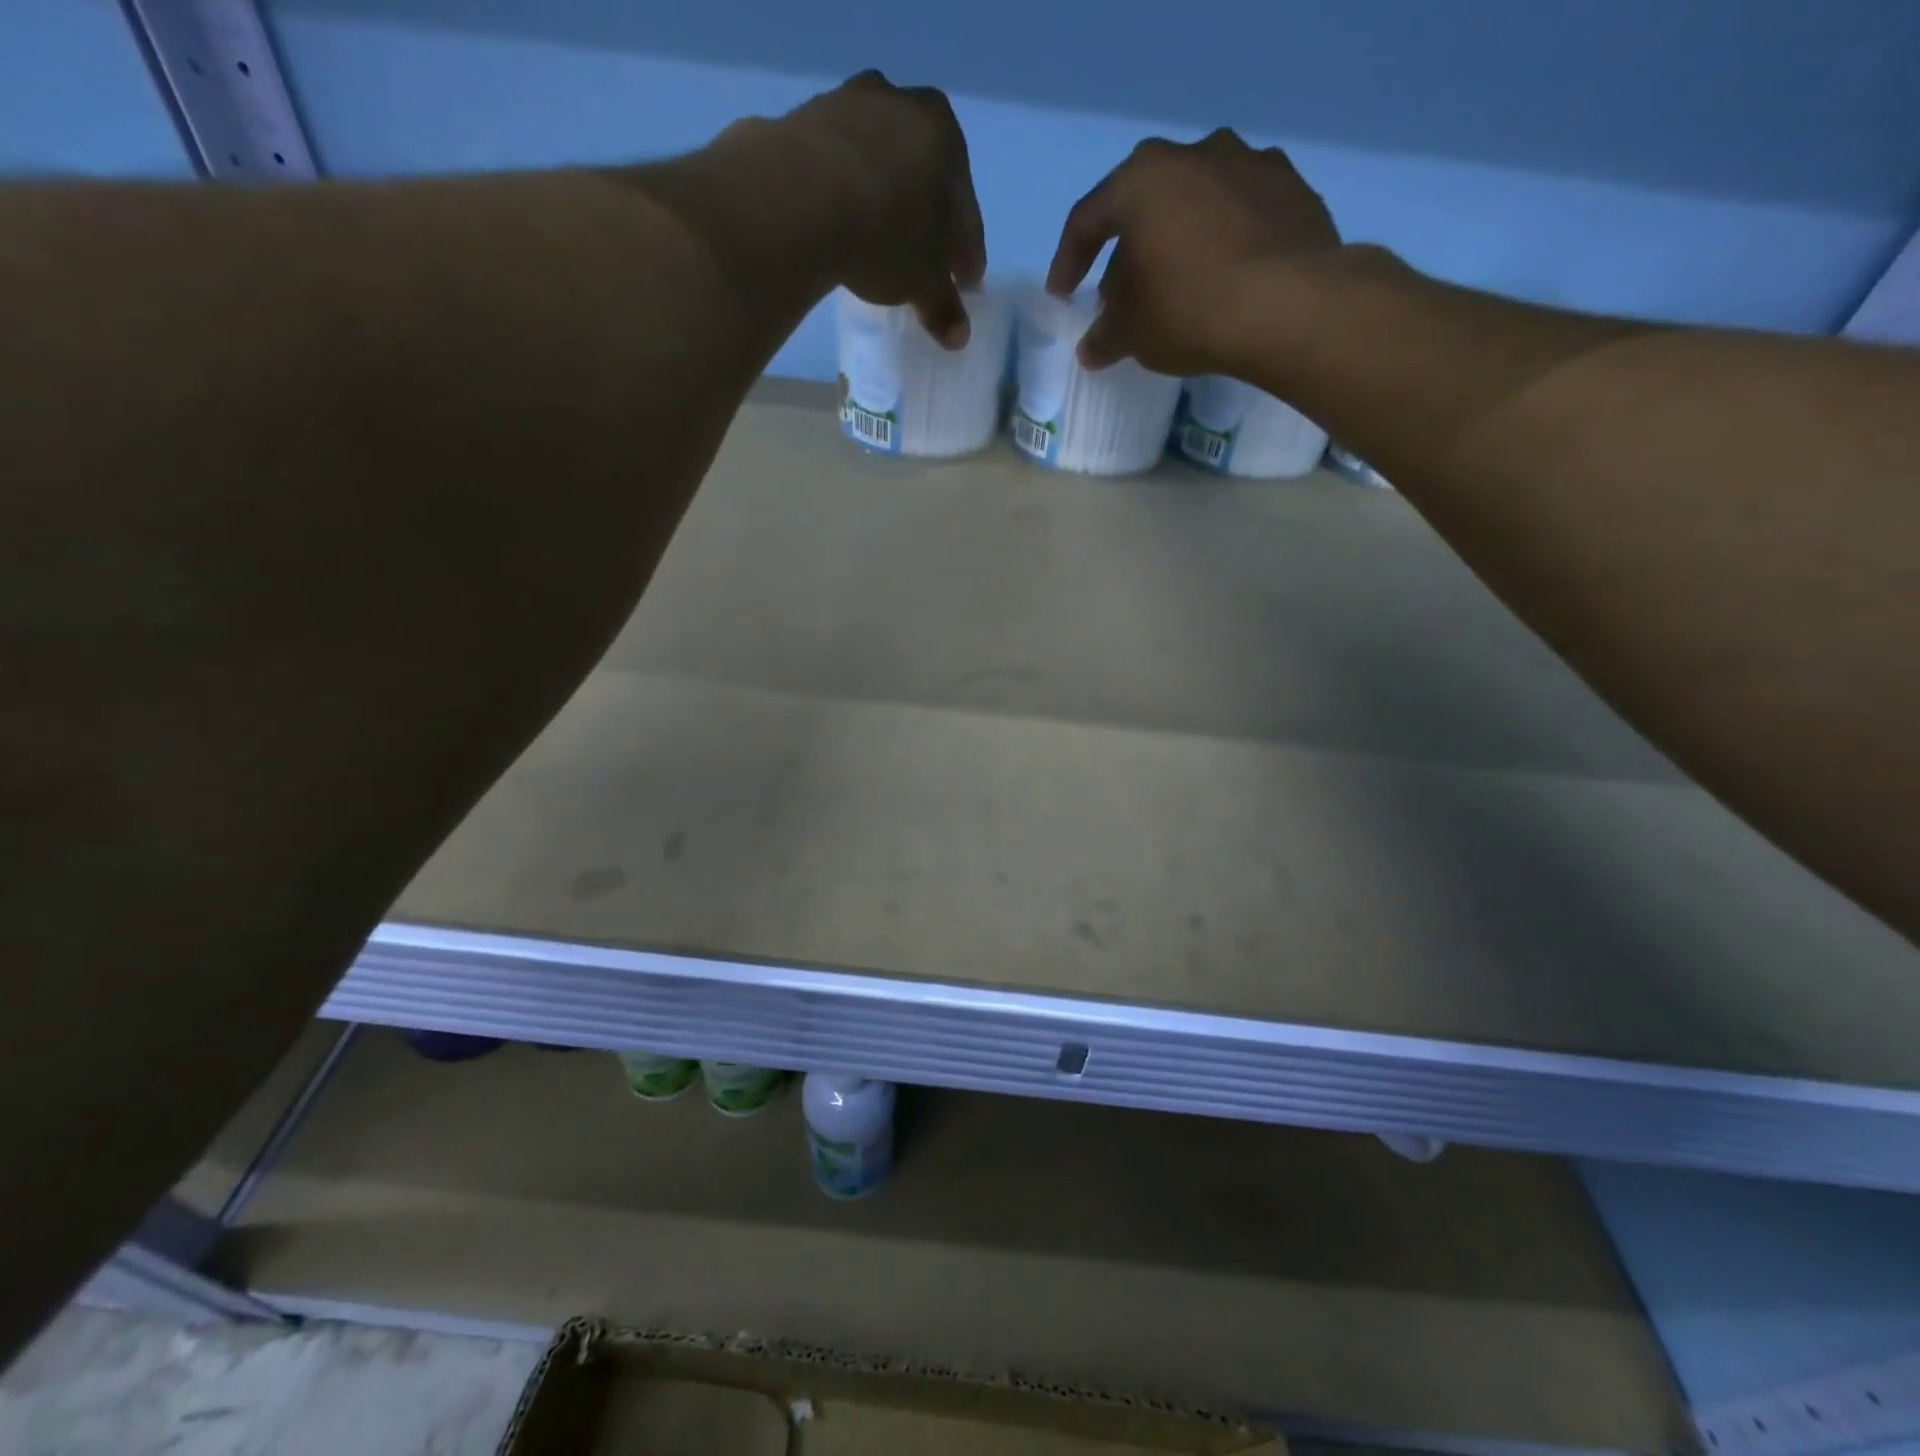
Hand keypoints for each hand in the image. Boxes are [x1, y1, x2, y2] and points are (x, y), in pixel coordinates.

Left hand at [785, 72, 986, 347]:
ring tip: (878, 246)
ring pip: (878, 167)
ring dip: (883, 204)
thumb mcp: (924, 283)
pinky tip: (841, 228)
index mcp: (945, 135)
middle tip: (923, 264)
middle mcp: (901, 104)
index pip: (965, 211)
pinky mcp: (802, 121)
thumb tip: (958, 335)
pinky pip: (836, 170)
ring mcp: (847, 105)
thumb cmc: (886, 234)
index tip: (965, 285)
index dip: (967, 255)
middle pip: (923, 178)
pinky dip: (844, 197)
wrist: (799, 197)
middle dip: (926, 222)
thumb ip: (944, 306)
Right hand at [1046, 129, 1339, 374]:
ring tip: (1175, 287)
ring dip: (1177, 242)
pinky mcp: (1291, 188)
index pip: (1087, 220)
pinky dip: (1223, 243)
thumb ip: (1104, 337)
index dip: (1068, 262)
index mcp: (1142, 180)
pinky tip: (1223, 279)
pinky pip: (1239, 215)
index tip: (1063, 296)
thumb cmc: (1189, 311)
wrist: (1289, 305)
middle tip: (1121, 297)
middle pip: (1144, 205)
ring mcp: (1249, 163)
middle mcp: (1194, 154)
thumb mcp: (1132, 335)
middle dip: (1127, 252)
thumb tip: (1092, 348)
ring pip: (1195, 204)